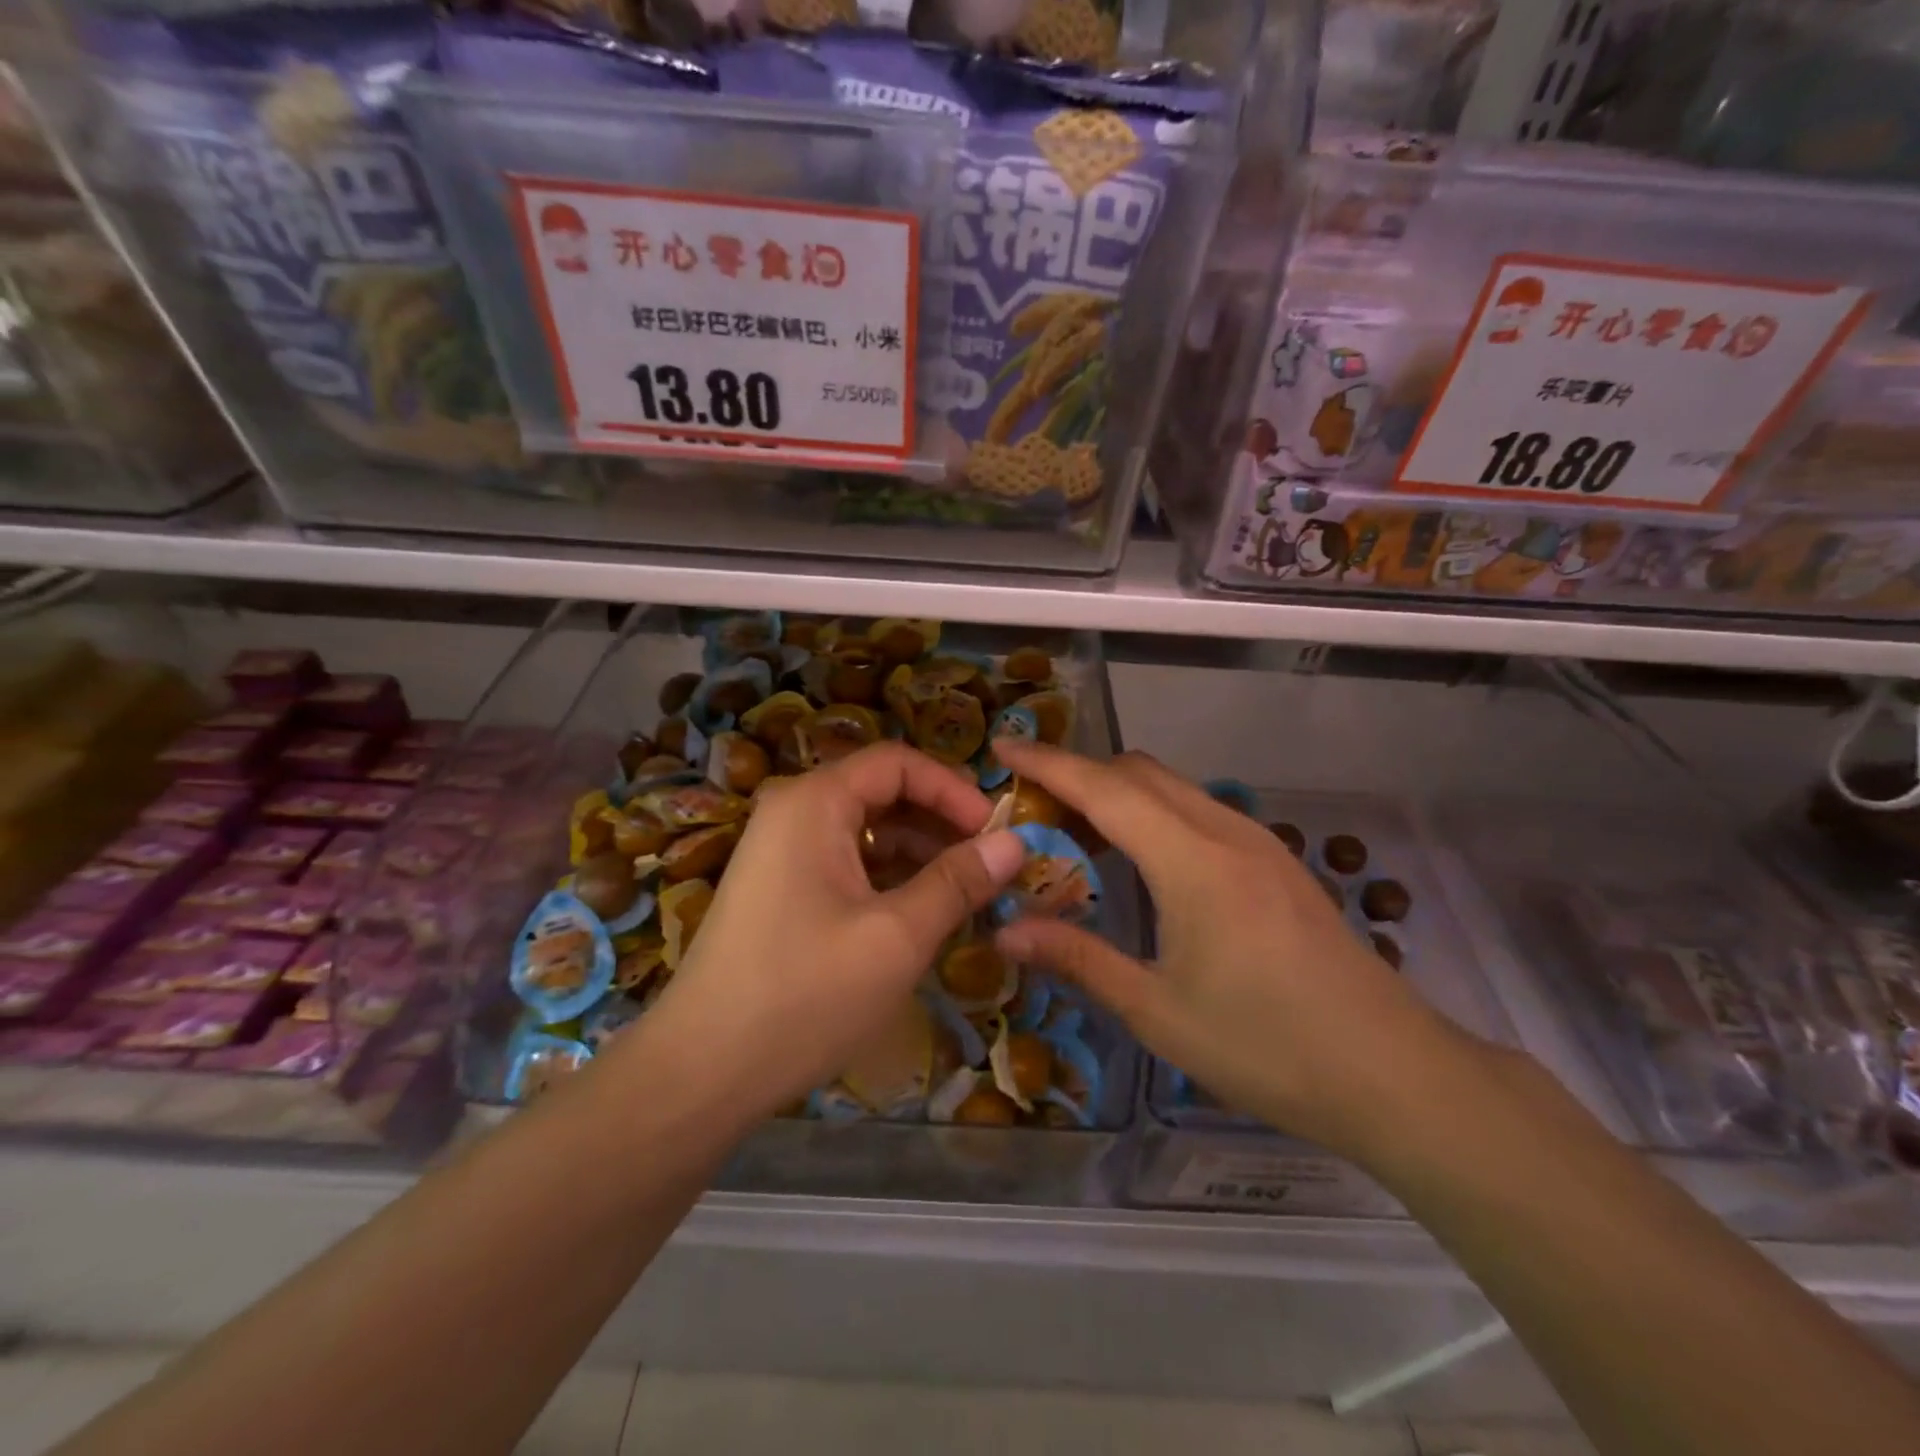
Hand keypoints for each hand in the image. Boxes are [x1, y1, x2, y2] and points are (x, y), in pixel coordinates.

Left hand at [629, 742, 1024, 1119]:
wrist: (701, 1072)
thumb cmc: (805, 994)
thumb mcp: (896, 936)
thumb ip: (958, 882)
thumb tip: (1014, 841)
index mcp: (814, 802)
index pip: (898, 763)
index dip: (953, 789)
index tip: (996, 832)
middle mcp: (793, 813)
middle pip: (882, 793)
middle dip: (940, 824)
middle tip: (989, 866)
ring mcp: (781, 853)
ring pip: (866, 832)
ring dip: (919, 855)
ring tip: (966, 895)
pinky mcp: (780, 890)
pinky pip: (846, 864)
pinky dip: (888, 879)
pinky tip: (921, 914)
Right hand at [991, 740, 1481, 1160]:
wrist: (1393, 1073)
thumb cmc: (1267, 1046)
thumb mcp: (1158, 1011)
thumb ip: (1078, 959)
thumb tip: (1004, 930)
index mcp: (1191, 861)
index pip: (1104, 788)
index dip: (1048, 762)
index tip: (1002, 744)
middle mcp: (1224, 831)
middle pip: (1138, 771)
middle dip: (1079, 774)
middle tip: (1031, 808)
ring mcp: (1257, 842)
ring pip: (1171, 786)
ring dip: (1118, 793)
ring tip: (1075, 834)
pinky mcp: (1275, 862)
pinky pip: (1197, 810)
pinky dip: (1153, 813)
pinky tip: (1140, 862)